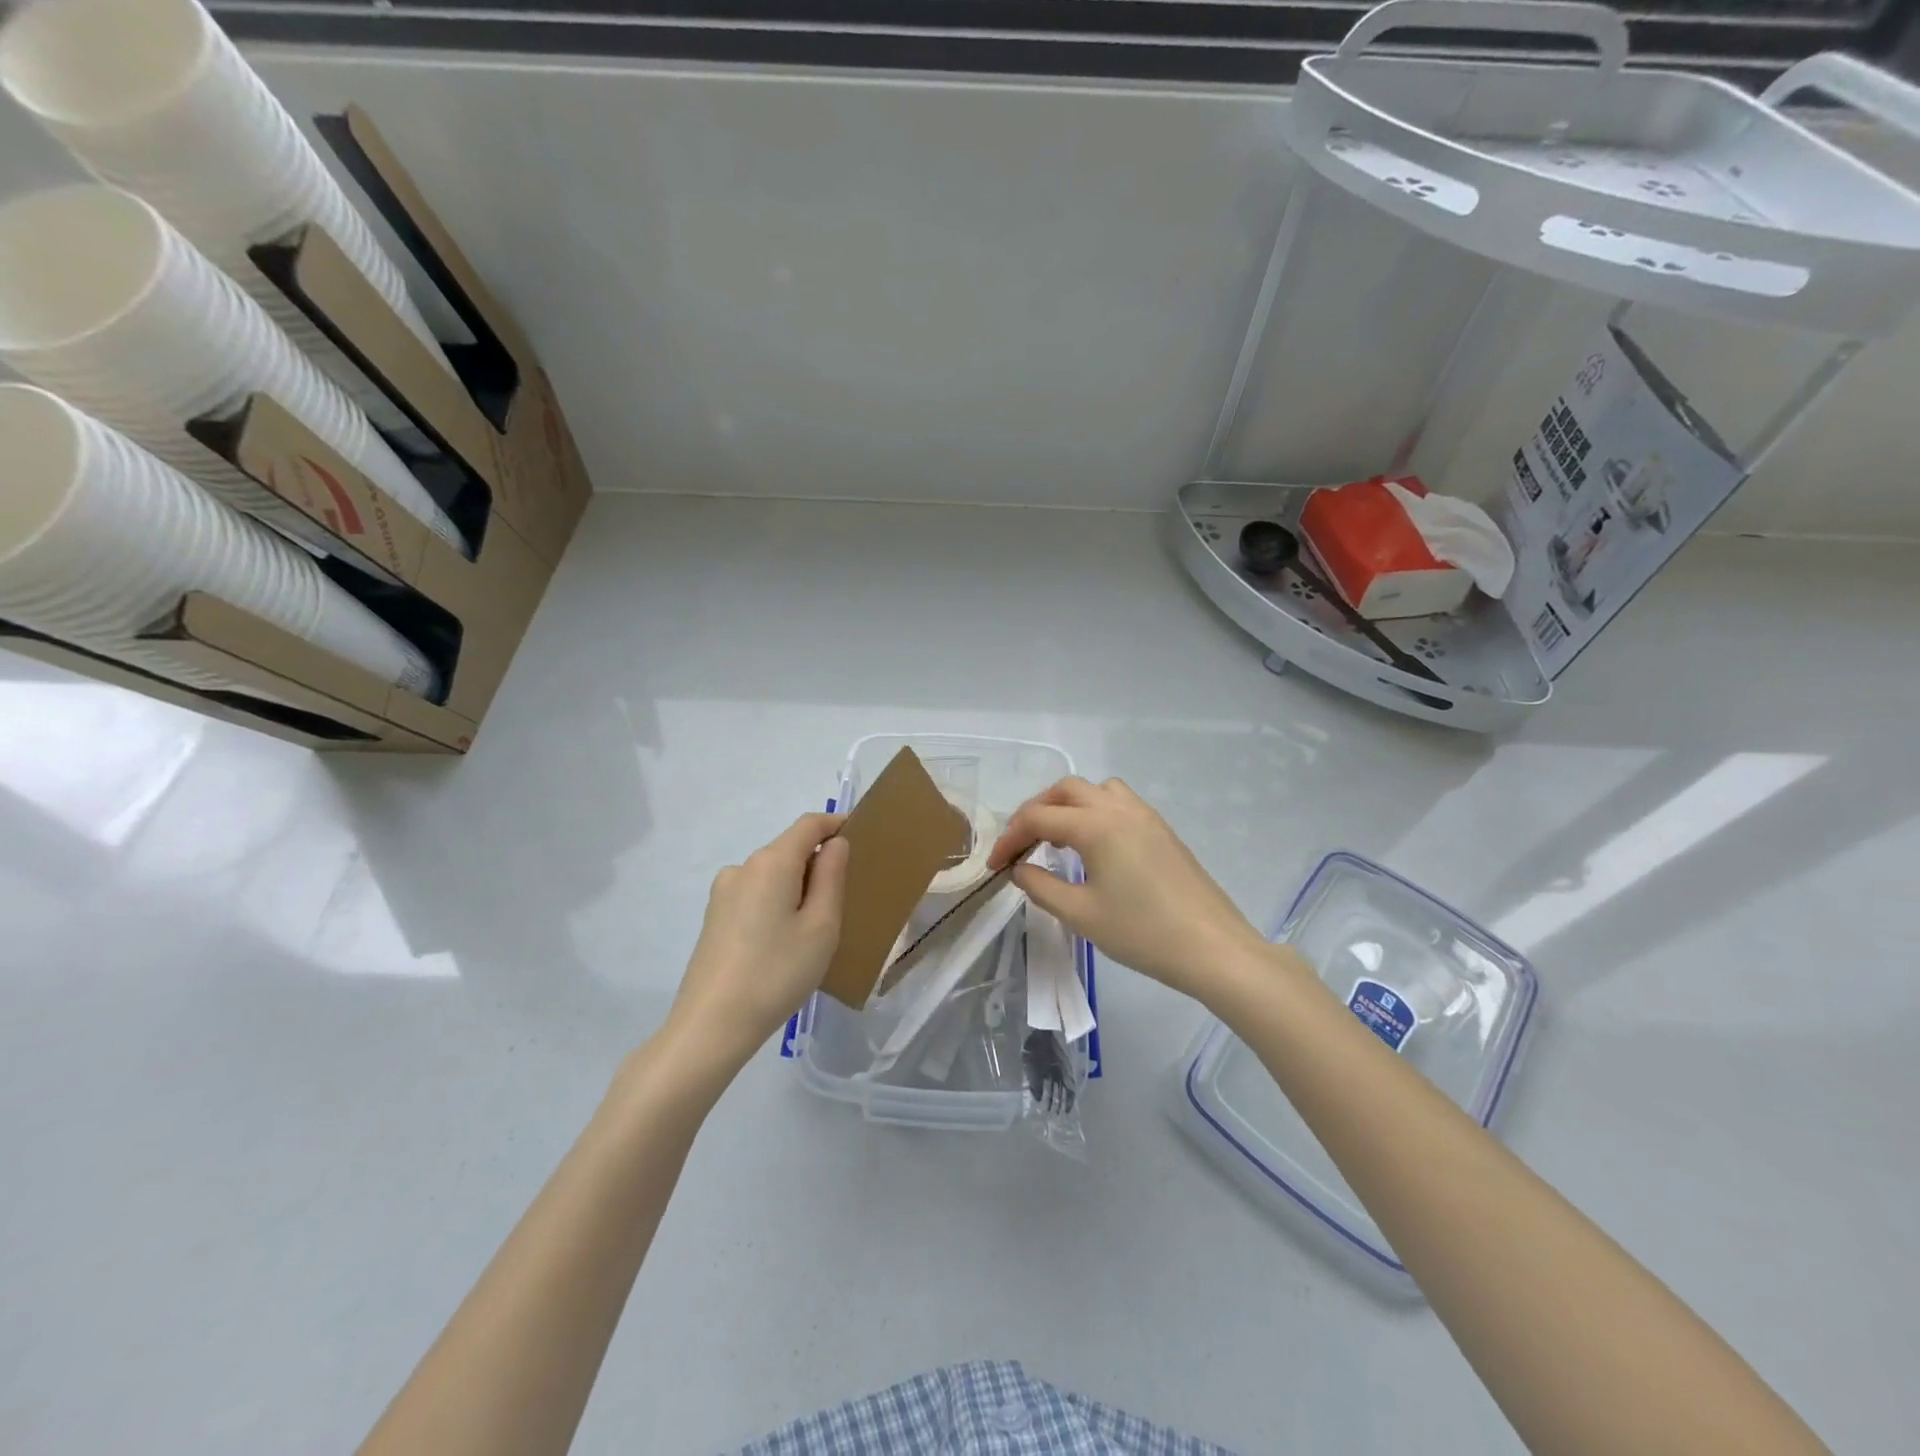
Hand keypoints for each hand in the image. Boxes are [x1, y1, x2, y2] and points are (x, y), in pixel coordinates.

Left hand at [666, 812, 850, 1071]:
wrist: (711, 1026)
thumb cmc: (777, 973)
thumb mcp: (821, 926)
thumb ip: (831, 877)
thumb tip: (834, 844)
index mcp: (772, 862)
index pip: (809, 825)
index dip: (836, 824)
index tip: (861, 836)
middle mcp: (743, 867)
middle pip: (789, 849)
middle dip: (818, 862)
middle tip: (845, 898)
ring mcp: (723, 893)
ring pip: (772, 875)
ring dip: (797, 886)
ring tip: (815, 929)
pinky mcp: (714, 917)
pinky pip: (756, 895)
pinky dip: (777, 903)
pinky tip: (783, 942)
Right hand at [988, 777, 1270, 1002]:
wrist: (1213, 948)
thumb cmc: (1142, 933)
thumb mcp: (1080, 914)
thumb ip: (1041, 886)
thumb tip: (1019, 869)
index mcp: (1095, 825)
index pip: (1038, 818)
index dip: (1010, 838)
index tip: (995, 865)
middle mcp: (1118, 808)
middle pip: (1065, 791)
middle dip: (1035, 812)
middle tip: (1021, 845)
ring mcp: (1145, 816)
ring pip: (1095, 790)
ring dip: (1067, 805)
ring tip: (1056, 838)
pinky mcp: (1162, 830)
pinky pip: (1119, 802)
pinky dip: (1095, 811)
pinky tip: (1094, 846)